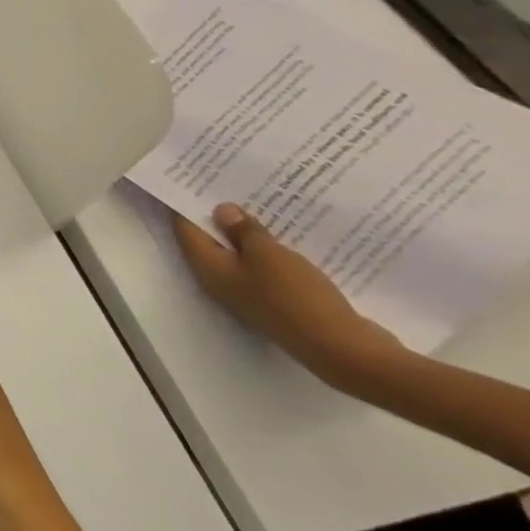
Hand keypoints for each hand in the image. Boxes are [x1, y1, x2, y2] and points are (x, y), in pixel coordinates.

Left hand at [172, 204, 400, 390]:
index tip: (194, 181)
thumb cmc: (294, 295)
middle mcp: (219, 281)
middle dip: (218, 215)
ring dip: (248, 232)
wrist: (343, 349)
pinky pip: (265, 269)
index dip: (187, 204)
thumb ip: (242, 231)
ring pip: (240, 255)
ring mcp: (248, 294)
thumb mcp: (266, 254)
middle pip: (211, 241)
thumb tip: (220, 210)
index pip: (185, 229)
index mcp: (207, 268)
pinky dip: (271, 251)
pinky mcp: (277, 302)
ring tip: (260, 202)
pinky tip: (289, 234)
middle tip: (229, 185)